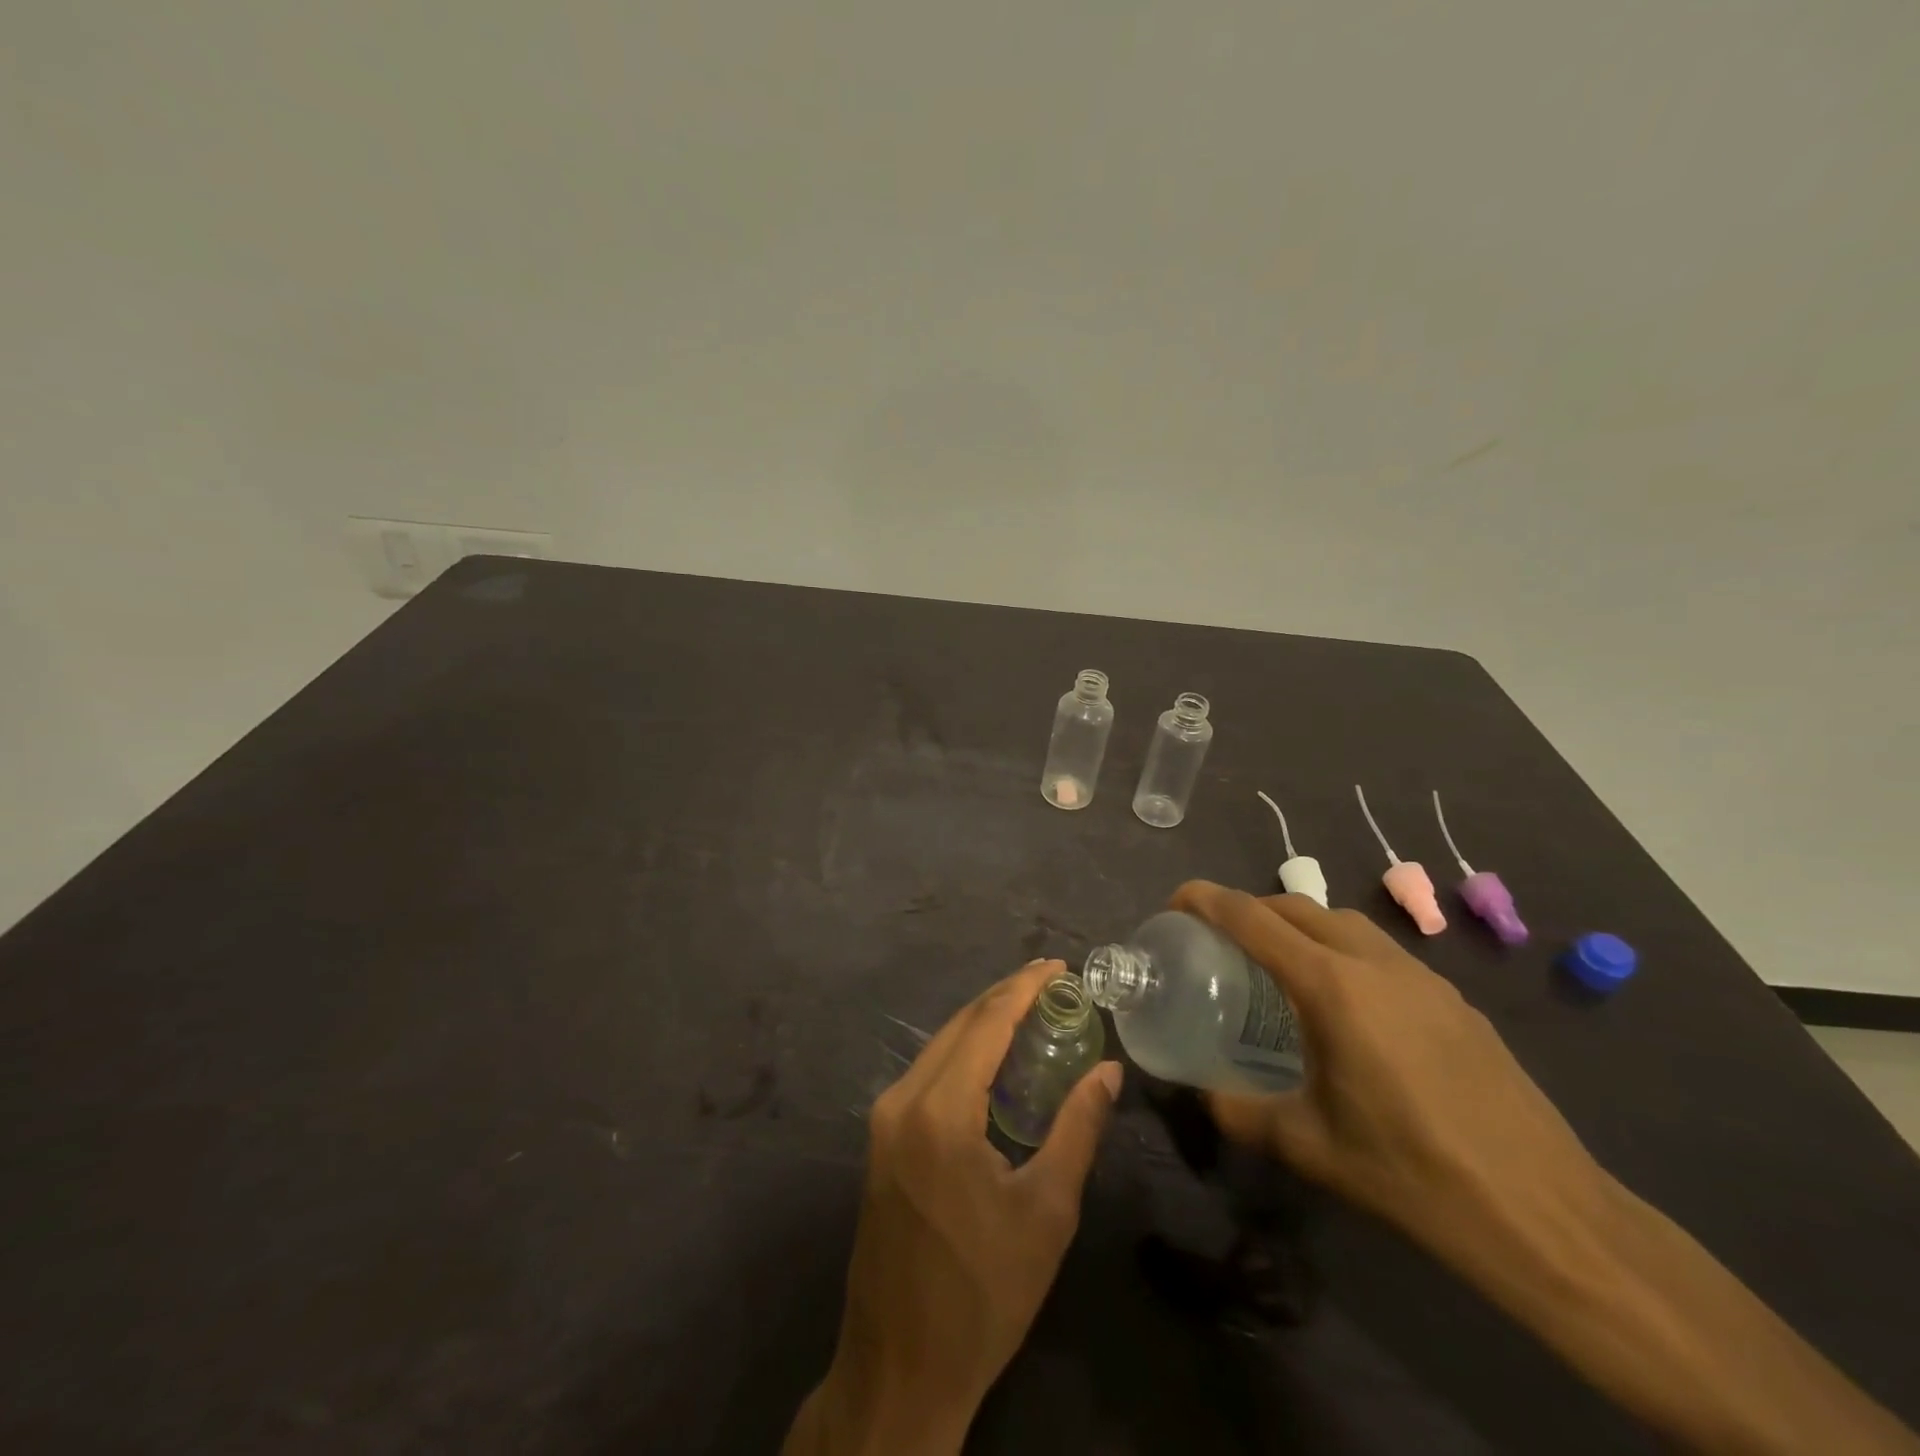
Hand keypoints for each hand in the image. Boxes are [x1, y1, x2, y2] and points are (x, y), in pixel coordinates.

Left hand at [787, 959, 1122, 1455]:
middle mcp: (902, 1100)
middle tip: (1054, 984)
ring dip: (984, 1023)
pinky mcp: (881, 1139)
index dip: (1023, 989)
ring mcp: (884, 1119)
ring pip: (940, 1046)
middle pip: (959, 1026)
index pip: (985, 1024)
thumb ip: (1078, 1129)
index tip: (1058, 966)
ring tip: (1033, 1012)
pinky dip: (965, 1054)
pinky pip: (928, 1073)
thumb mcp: (1046, 1212)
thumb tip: (1109, 1072)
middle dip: (1005, 997)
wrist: (901, 1367)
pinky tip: (996, 1060)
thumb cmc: (984, 1293)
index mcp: (939, 1111)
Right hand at [1171, 882, 1606, 1258]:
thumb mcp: (1308, 1147)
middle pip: (1298, 906)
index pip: (1253, 919)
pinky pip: (1381, 952)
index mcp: (1333, 988)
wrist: (1547, 1215)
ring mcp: (1423, 978)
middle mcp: (1376, 964)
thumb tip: (1201, 1091)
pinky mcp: (1455, 1001)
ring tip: (1278, 965)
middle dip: (1251, 908)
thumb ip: (1240, 1111)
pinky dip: (1343, 952)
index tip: (1176, 901)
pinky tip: (1346, 1007)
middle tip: (1219, 937)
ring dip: (1300, 925)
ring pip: (1344, 922)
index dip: (1207, 900)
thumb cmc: (1413, 1175)